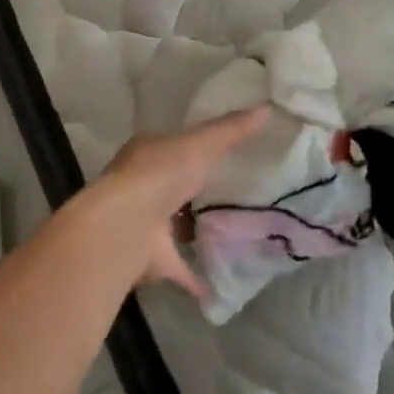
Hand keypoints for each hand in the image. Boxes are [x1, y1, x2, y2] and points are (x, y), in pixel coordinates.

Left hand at [92, 106, 270, 295]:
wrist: (127, 226)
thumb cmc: (161, 174)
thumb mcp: (202, 143)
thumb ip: (232, 130)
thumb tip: (267, 109)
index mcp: (147, 152)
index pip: (171, 144)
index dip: (193, 146)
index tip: (220, 151)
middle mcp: (141, 186)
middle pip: (171, 184)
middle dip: (193, 187)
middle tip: (231, 191)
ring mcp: (144, 223)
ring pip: (172, 224)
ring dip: (191, 228)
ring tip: (228, 231)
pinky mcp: (151, 257)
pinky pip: (178, 266)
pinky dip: (194, 276)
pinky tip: (217, 284)